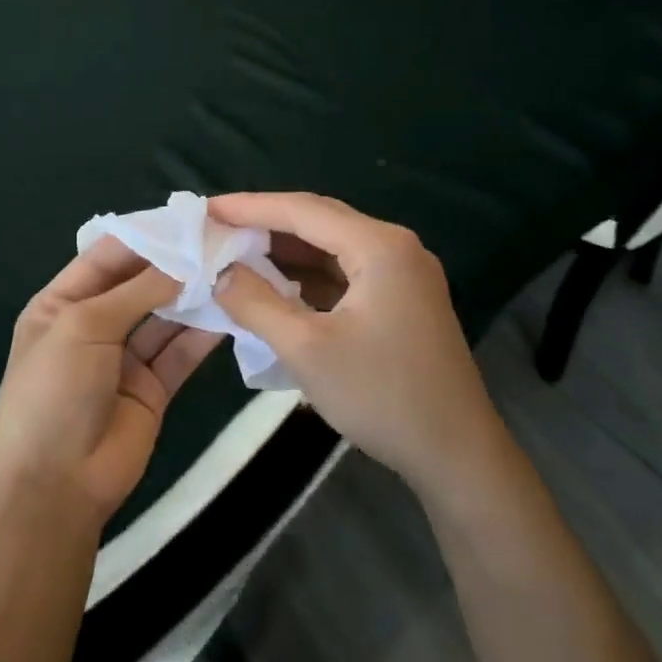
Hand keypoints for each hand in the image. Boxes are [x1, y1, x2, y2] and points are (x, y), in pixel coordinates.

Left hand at [0, 237, 222, 523]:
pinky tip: (231, 311)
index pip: (105, 257)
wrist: (54, 484)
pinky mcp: (152, 389)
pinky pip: (180, 353)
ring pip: (164, 317)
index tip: (189, 219)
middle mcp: (93, 325)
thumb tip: (182, 262)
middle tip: (222, 241)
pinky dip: (203, 334)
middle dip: (175, 265)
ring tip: (233, 269)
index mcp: (61, 304)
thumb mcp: (83, 327)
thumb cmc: (54, 392)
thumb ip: (135, 291)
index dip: (144, 237)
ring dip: (193, 297)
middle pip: (139, 284)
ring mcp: (123, 359)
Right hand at [210, 192, 505, 489]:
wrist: (456, 453)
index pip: (303, 210)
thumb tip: (219, 272)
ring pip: (331, 248)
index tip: (205, 209)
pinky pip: (345, 273)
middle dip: (265, 224)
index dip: (250, 207)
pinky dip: (307, 276)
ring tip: (235, 254)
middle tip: (216, 229)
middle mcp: (395, 248)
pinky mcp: (401, 301)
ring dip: (285, 252)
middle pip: (319, 221)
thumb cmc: (381, 396)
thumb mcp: (306, 349)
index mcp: (379, 247)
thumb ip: (256, 303)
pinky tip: (275, 286)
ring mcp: (403, 274)